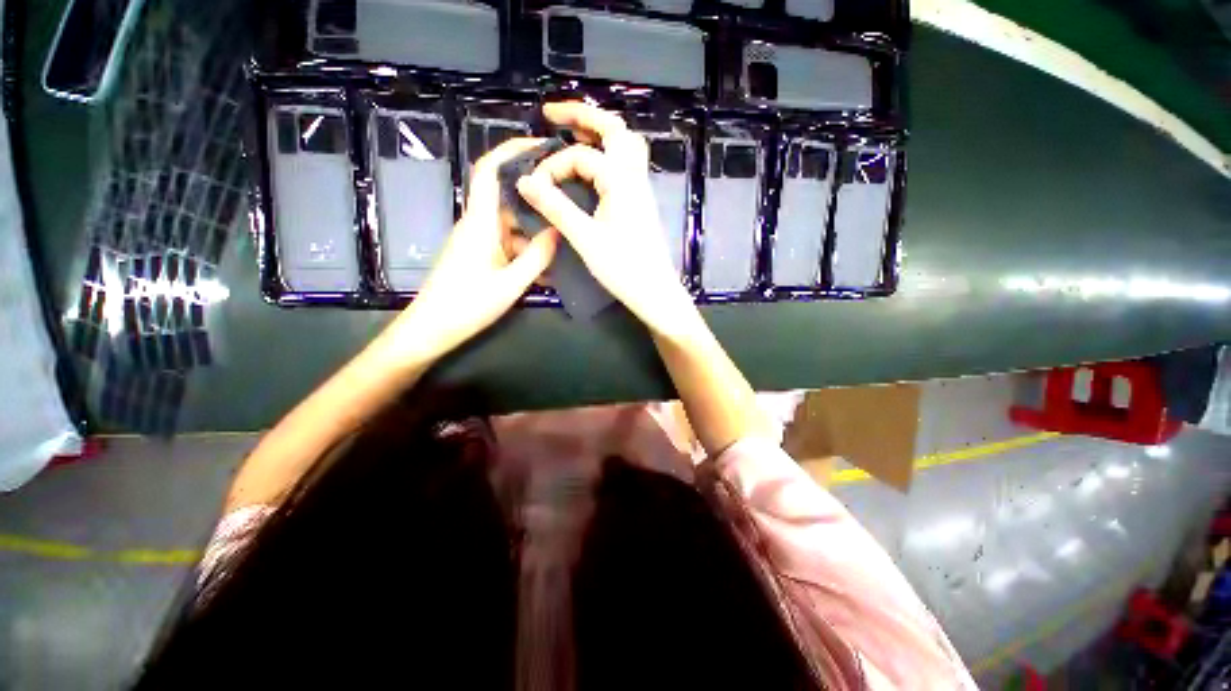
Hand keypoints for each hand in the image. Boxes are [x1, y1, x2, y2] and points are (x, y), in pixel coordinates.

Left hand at [382, 138, 558, 366]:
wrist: (432, 329)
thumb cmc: (467, 305)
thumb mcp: (511, 284)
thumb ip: (537, 257)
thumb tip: (559, 231)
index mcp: (480, 223)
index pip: (489, 170)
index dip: (511, 150)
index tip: (540, 144)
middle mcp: (477, 224)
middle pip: (506, 196)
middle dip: (535, 194)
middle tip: (567, 196)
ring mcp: (478, 241)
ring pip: (511, 224)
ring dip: (535, 230)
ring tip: (563, 239)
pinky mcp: (479, 255)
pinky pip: (507, 243)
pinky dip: (526, 250)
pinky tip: (546, 268)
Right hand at [515, 102, 695, 337]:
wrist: (654, 291)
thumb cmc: (623, 268)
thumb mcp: (585, 238)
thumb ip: (556, 207)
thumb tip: (525, 181)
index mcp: (620, 181)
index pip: (581, 157)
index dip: (553, 166)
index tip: (534, 187)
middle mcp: (634, 177)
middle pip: (614, 129)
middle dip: (582, 115)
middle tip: (551, 114)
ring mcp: (641, 189)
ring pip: (625, 145)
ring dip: (600, 132)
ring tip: (573, 132)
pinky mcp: (641, 202)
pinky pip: (627, 164)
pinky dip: (608, 153)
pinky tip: (593, 166)